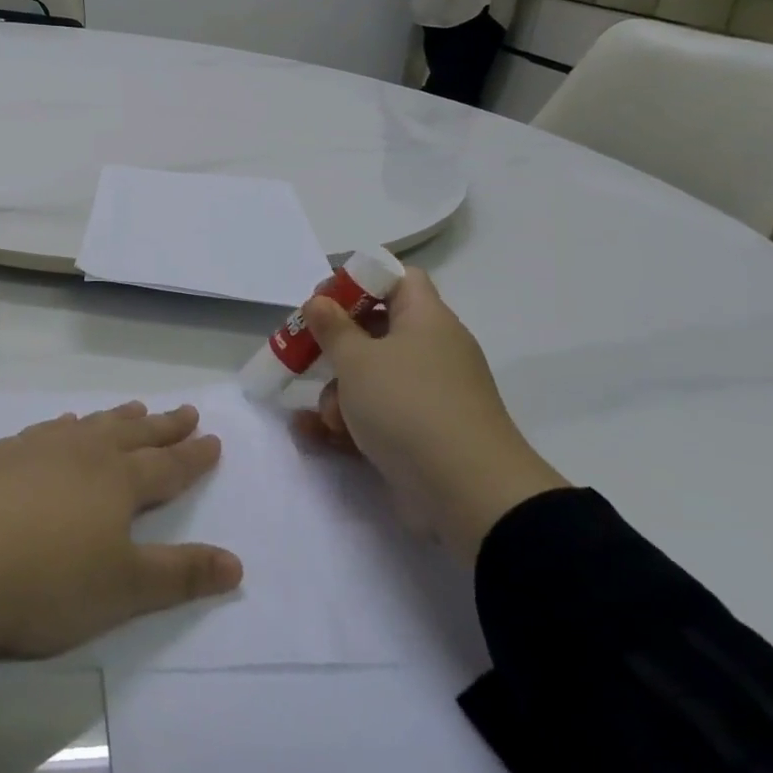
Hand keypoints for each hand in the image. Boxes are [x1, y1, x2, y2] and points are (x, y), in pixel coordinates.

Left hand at [0, 403, 242, 677]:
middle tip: (183, 410)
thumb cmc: (45, 581)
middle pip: (130, 434)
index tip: (211, 438)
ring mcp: (34, 450)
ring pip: (87, 427)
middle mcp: (80, 454)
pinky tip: (58, 428)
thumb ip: (180, 575)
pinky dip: (63, 427)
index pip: (166, 466)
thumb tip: (237, 563)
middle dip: (161, 426)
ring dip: (114, 419)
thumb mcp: (122, 590)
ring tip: (131, 409)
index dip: (192, 455)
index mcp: (117, 482)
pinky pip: (43, 432)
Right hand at [296, 270, 569, 563]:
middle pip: (377, 331)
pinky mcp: (423, 435)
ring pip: (372, 378)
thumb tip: (319, 301)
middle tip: (303, 353)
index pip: (399, 279)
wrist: (469, 494)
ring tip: (324, 418)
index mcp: (426, 319)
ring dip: (337, 393)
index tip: (323, 301)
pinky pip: (377, 416)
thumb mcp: (357, 360)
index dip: (360, 281)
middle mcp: (432, 351)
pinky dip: (348, 422)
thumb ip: (332, 327)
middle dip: (335, 346)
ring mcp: (429, 395)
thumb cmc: (408, 406)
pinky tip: (313, 434)